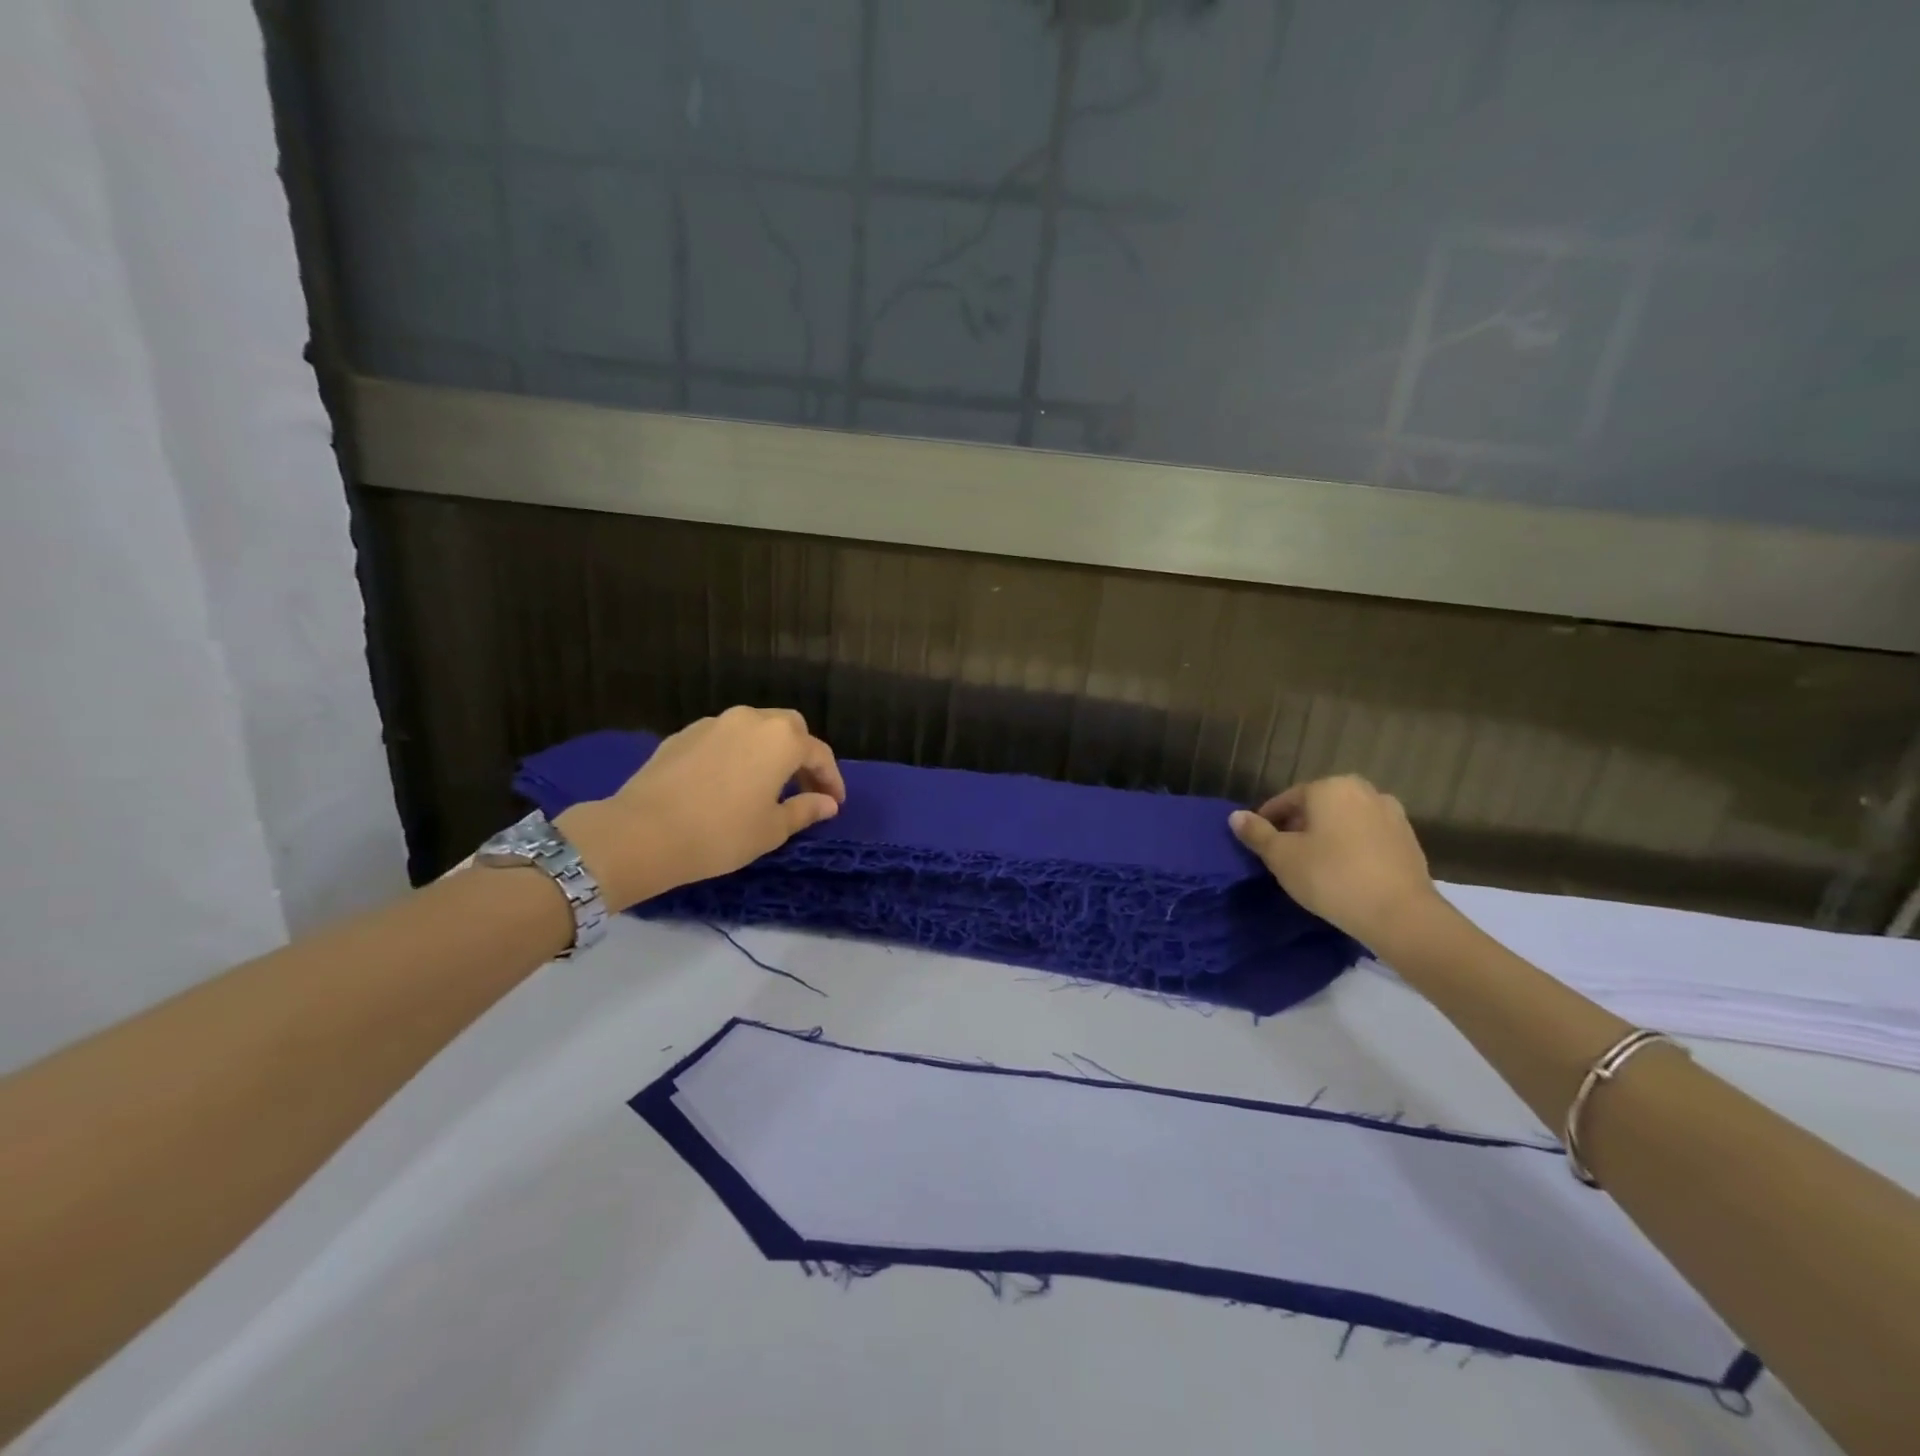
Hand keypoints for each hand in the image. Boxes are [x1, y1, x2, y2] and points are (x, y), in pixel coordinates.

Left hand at [558, 707, 845, 909]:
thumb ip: (805, 810)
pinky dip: (736, 753)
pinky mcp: (683, 734)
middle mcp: (751, 720)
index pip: (819, 754)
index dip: (831, 780)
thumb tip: (827, 803)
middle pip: (789, 728)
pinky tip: (728, 782)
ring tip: (765, 784)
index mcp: (781, 739)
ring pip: (754, 729)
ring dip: (767, 751)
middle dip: (801, 755)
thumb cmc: (721, 833)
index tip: (834, 804)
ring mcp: (714, 723)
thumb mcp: (771, 829)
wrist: (643, 832)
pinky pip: (723, 738)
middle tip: (802, 787)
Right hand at [1229, 776, 1441, 947]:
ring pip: (1345, 820)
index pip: (1286, 800)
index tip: (1259, 844)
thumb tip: (1235, 816)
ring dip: (1327, 836)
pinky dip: (1352, 847)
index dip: (1268, 821)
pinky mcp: (1409, 840)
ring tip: (1314, 865)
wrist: (1400, 915)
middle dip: (1299, 826)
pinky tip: (1344, 872)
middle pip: (1318, 806)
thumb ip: (1257, 833)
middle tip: (1284, 855)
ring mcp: (1391, 814)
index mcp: (1329, 787)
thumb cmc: (1331, 877)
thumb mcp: (1282, 857)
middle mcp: (1363, 791)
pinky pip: (1368, 837)